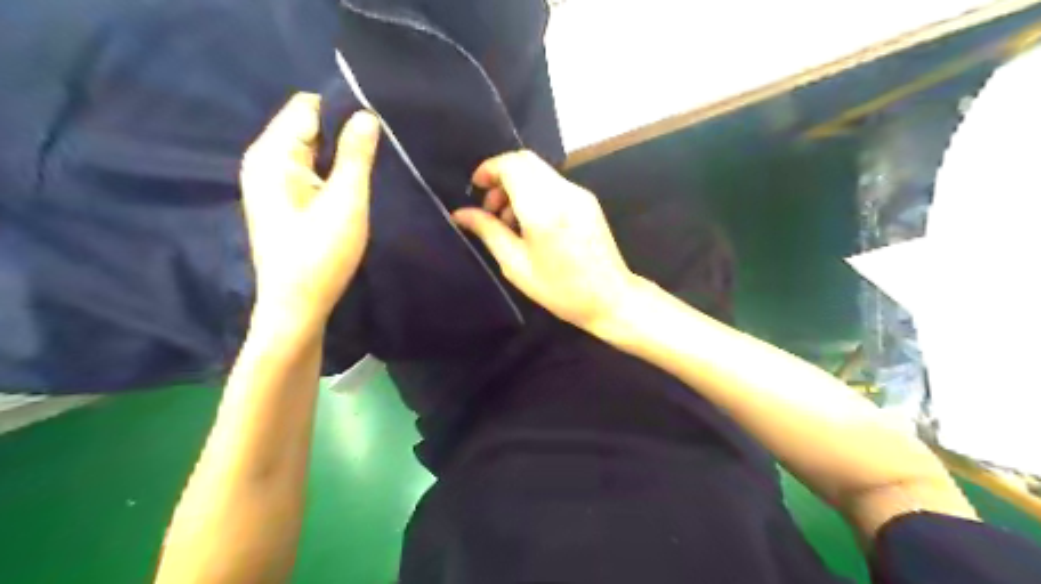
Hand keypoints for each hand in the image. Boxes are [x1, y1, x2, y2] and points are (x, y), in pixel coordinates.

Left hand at [239, 92, 378, 333]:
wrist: (296, 307)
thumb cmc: (321, 254)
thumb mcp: (346, 202)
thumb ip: (357, 155)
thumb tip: (366, 114)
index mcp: (272, 154)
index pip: (308, 107)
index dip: (343, 111)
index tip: (378, 128)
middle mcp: (265, 161)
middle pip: (309, 127)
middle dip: (344, 135)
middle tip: (382, 153)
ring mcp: (272, 183)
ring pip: (313, 151)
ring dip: (342, 157)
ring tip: (374, 170)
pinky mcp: (283, 201)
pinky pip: (310, 171)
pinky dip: (333, 173)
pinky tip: (354, 188)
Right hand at [455, 151, 638, 332]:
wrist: (611, 298)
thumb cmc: (560, 289)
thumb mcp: (516, 265)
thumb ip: (488, 232)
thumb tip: (460, 214)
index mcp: (543, 208)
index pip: (512, 164)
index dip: (489, 169)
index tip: (476, 188)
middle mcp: (563, 192)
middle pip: (525, 161)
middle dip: (501, 177)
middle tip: (491, 210)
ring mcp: (579, 194)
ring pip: (539, 172)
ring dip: (518, 186)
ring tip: (509, 222)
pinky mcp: (587, 201)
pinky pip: (553, 184)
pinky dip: (535, 193)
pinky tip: (531, 224)